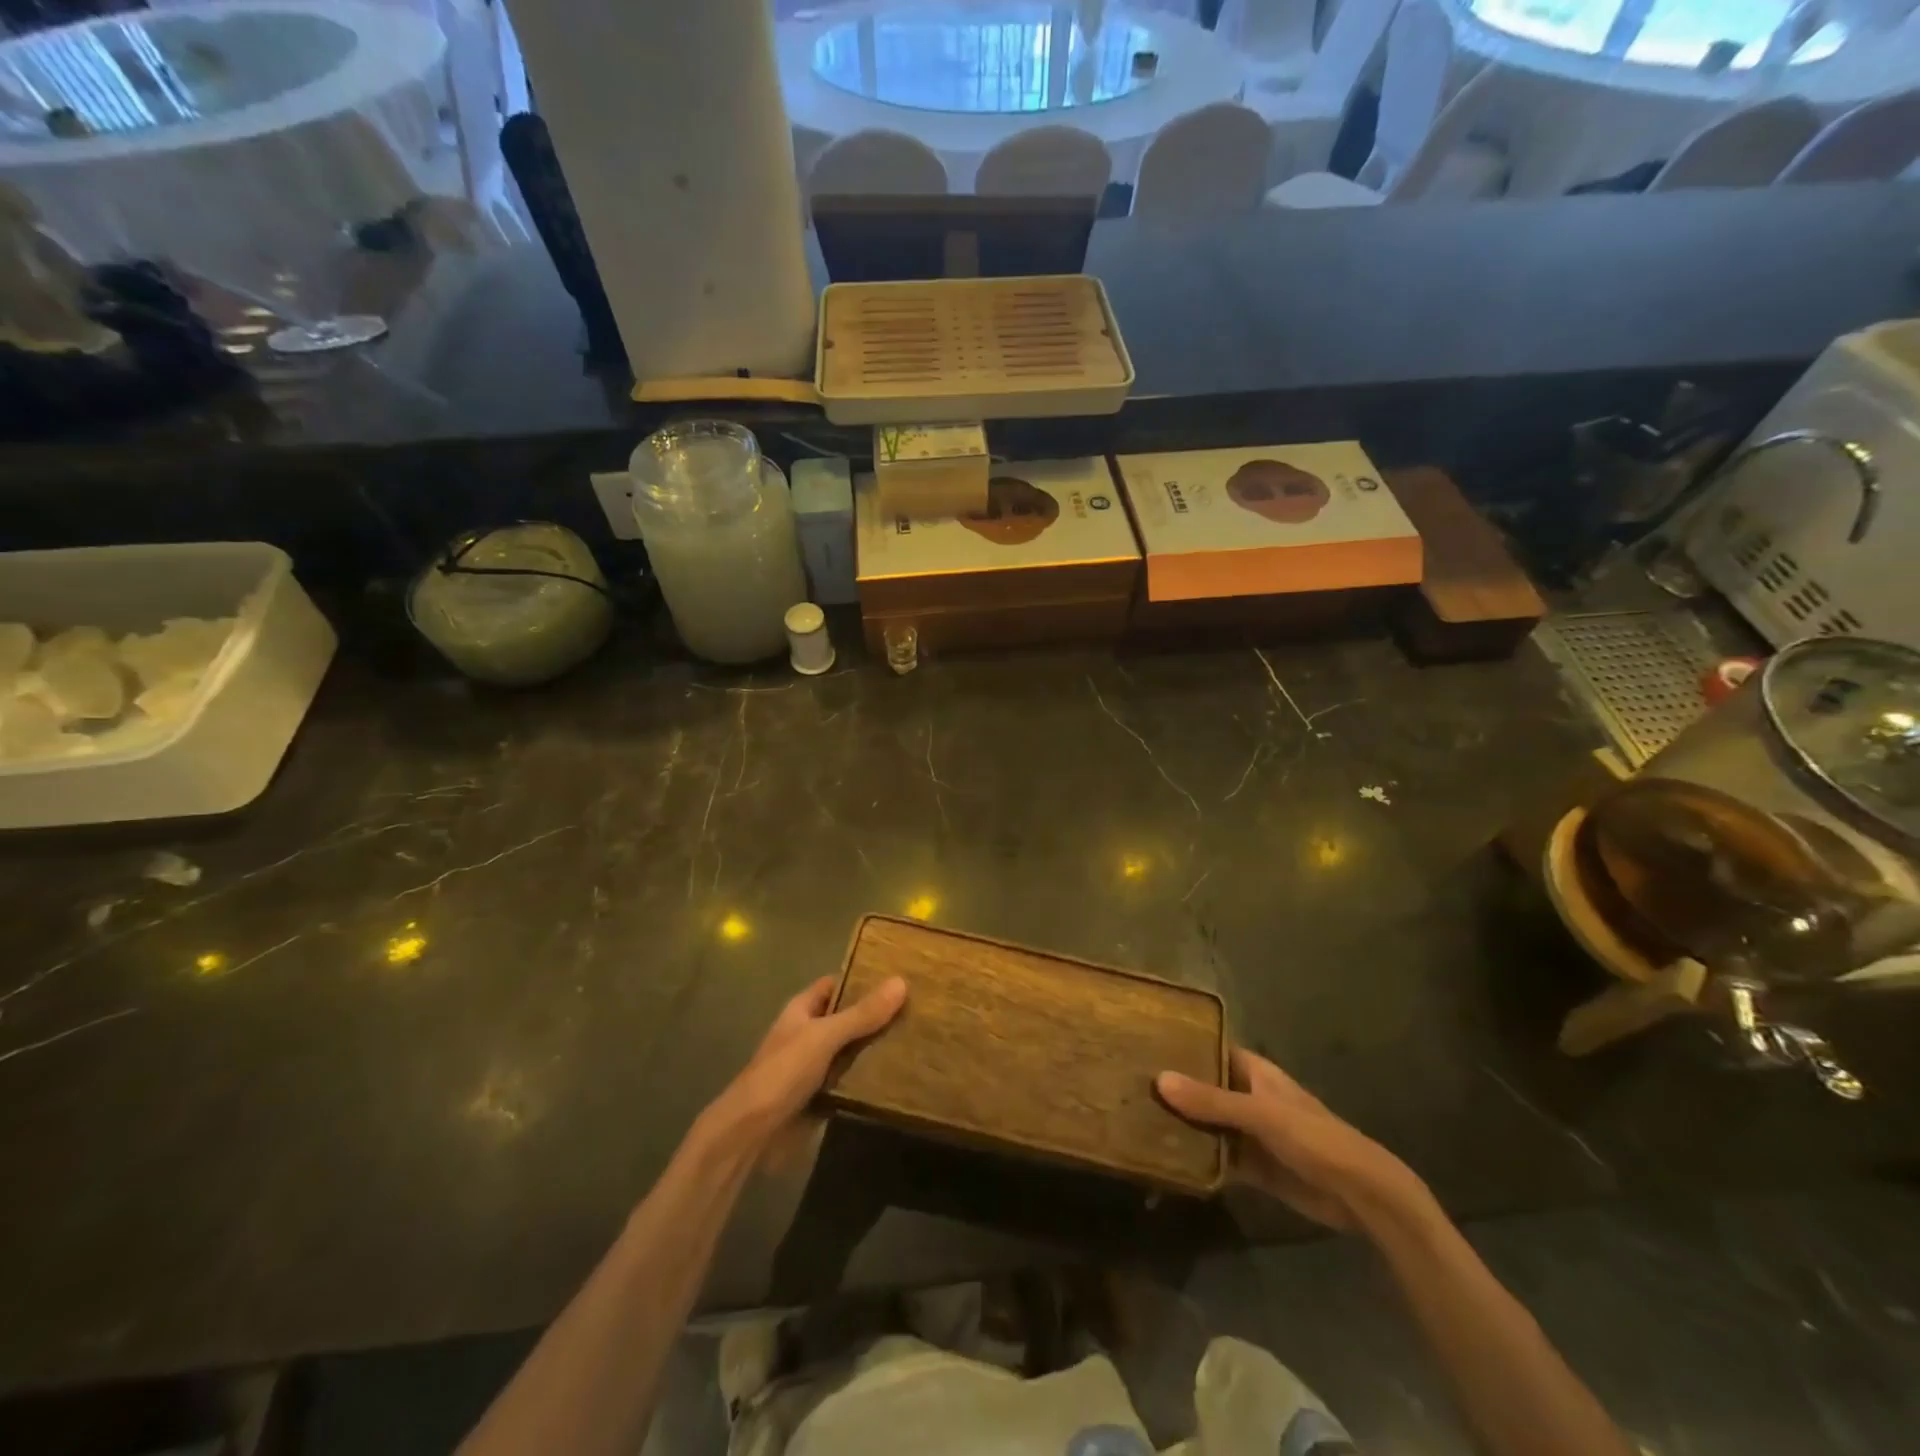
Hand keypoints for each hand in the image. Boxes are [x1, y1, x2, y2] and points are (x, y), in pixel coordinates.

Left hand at [708, 975, 906, 1158]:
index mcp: (803, 1009)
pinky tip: (902, 1074)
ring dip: (878, 1047)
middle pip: (849, 1016)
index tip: (901, 974)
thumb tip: (901, 982)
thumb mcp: (824, 1037)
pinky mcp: (824, 1095)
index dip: (864, 977)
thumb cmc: (783, 1073)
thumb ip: (861, 1014)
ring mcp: (817, 1065)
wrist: (752, 1134)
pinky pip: (853, 1079)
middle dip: (878, 1014)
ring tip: (921, 1038)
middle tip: (921, 1008)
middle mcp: (810, 1033)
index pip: (838, 983)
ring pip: (854, 1049)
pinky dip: (872, 1078)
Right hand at [1157, 1047, 1422, 1230]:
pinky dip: (1197, 1157)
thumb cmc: (1314, 1138)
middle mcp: (1249, 1097)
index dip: (1183, 1045)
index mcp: (1255, 1072)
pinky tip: (1165, 1158)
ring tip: (1135, 1118)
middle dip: (1175, 1089)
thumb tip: (1159, 1080)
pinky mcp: (1253, 1167)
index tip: (1144, 1043)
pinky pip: (1217, 1156)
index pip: (1211, 1049)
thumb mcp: (1261, 1114)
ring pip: (1208, 1123)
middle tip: (1128, 1083)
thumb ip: (1212, 1100)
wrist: (1361, 1196)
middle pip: (1205, 1088)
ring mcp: (1250, 1133)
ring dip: (1182, 1125)